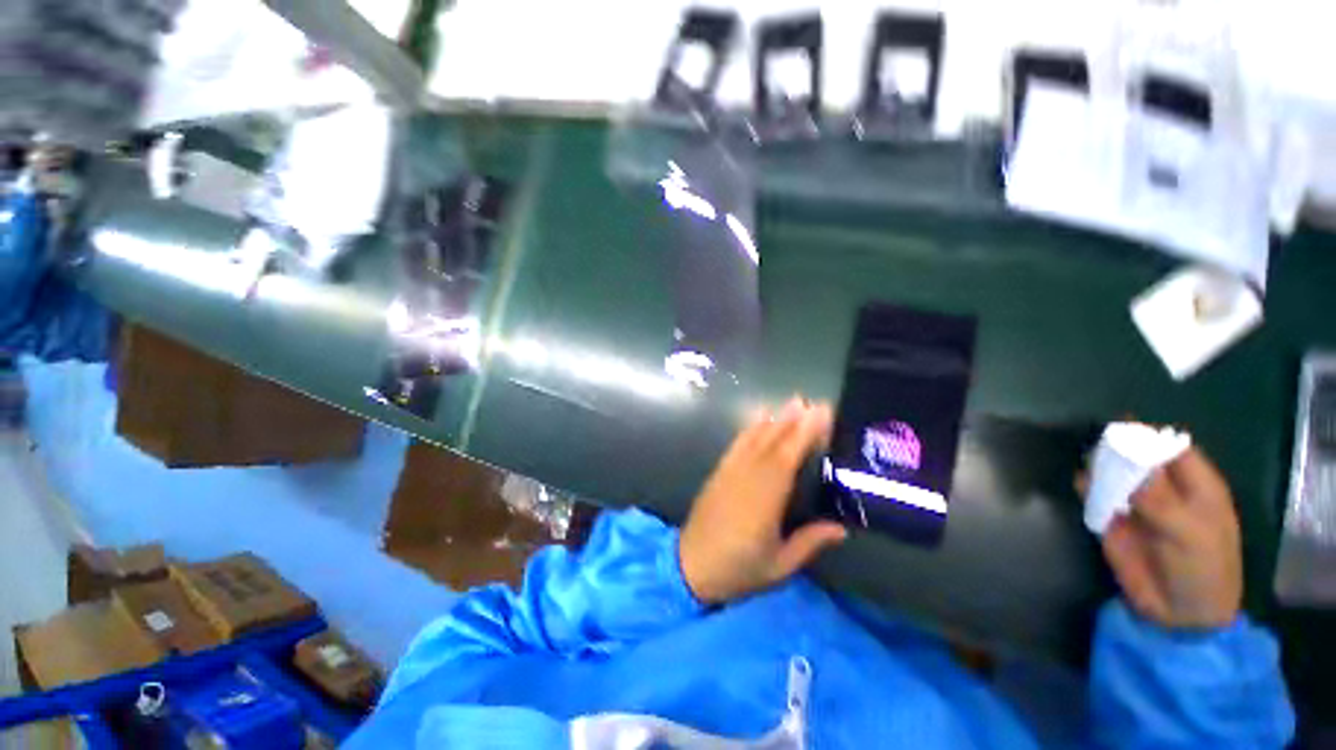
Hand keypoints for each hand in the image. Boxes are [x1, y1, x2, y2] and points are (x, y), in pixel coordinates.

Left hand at [679, 398, 847, 604]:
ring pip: (755, 439)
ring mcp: (730, 472)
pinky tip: (758, 418)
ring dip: (774, 419)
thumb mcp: (779, 566)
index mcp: (765, 499)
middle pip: (773, 443)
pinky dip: (749, 429)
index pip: (788, 458)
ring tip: (791, 402)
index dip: (805, 434)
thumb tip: (841, 528)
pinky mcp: (719, 472)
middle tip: (812, 401)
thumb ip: (809, 543)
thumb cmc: (737, 570)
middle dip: (793, 420)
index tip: (821, 414)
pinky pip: (736, 445)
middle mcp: (747, 478)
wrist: (690, 566)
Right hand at [1094, 447, 1243, 629]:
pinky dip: (1086, 487)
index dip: (1149, 436)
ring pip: (1114, 474)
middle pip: (1139, 458)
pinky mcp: (1113, 521)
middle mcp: (1165, 490)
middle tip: (1099, 445)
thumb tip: (1127, 458)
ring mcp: (1137, 505)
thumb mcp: (1187, 532)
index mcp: (1196, 486)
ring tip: (1088, 464)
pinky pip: (1096, 496)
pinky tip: (1082, 484)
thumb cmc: (1201, 568)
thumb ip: (1158, 496)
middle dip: (1119, 449)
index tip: (1121, 427)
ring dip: (1099, 466)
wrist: (1179, 614)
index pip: (1172, 448)